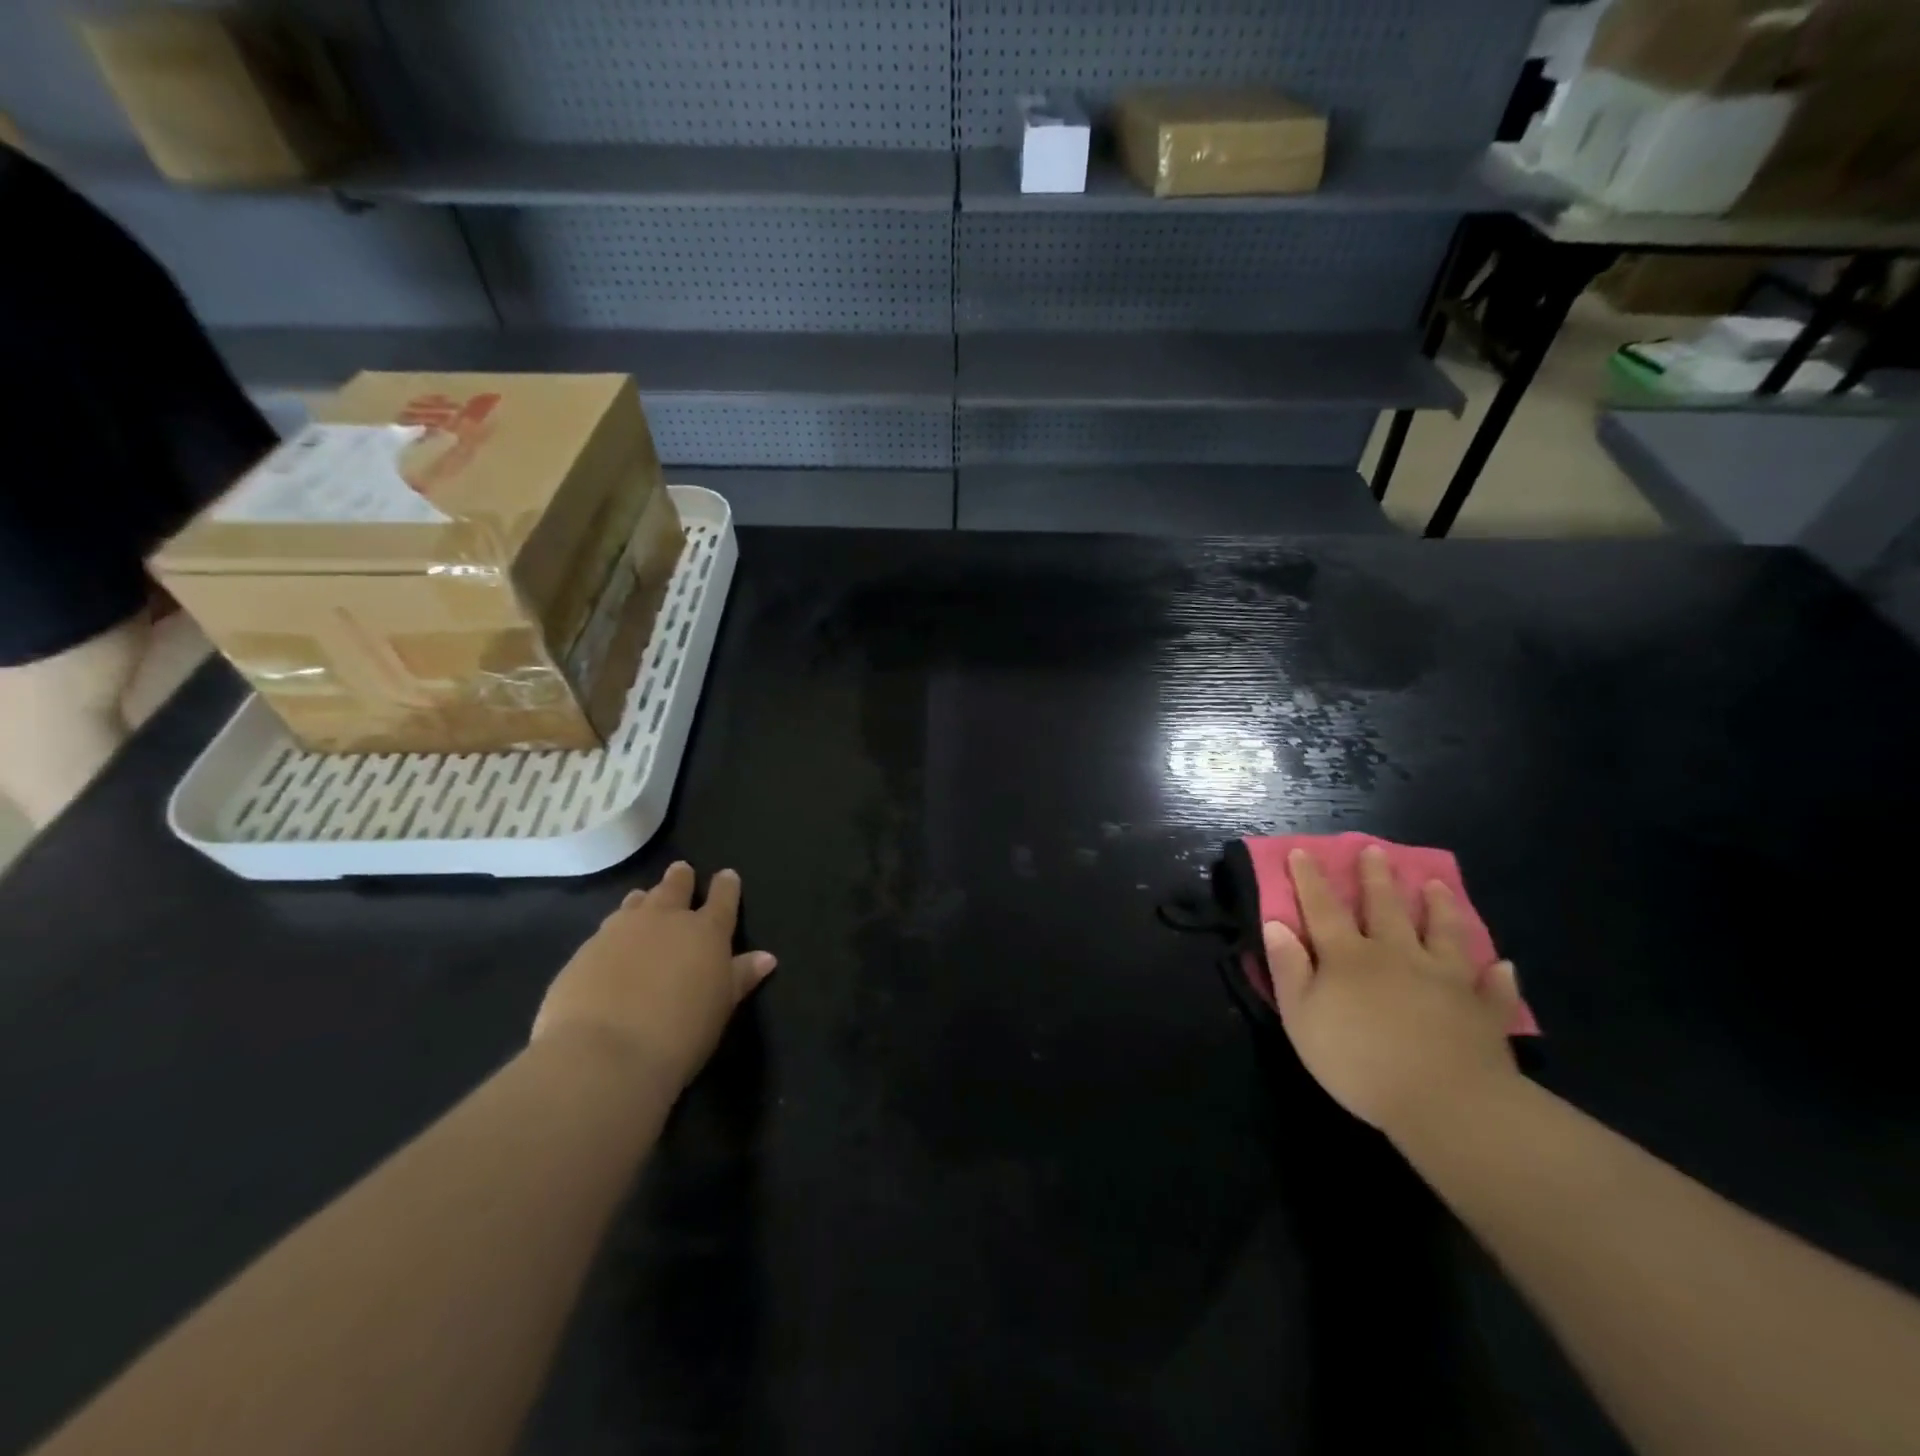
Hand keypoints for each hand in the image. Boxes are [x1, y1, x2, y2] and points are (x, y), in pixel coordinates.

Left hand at [532, 862, 777, 1093]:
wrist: (603, 1055)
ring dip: (645, 899)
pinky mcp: (585, 950)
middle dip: (681, 879)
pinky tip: (612, 943)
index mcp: (706, 932)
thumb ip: (740, 977)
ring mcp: (621, 930)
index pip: (722, 899)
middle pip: (675, 888)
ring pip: (637, 902)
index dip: (726, 886)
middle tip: (681, 871)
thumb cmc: (679, 1034)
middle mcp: (665, 920)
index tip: (727, 876)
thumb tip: (767, 957)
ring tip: (644, 898)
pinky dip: (615, 929)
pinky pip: (606, 929)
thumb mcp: (720, 1008)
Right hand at [1263, 845, 1520, 1134]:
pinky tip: (1502, 965)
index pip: (1323, 908)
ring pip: (1442, 933)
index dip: (1310, 879)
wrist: (1446, 1102)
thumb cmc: (1359, 1060)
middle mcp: (1397, 955)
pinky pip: (1492, 988)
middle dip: (1377, 878)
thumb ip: (1288, 968)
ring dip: (1438, 907)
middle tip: (1376, 851)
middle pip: (1385, 908)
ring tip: (1436, 885)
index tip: (1303, 851)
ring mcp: (1446, 979)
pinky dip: (1496, 976)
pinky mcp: (1483, 1011)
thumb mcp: (1302, 1016)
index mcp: (1349, 957)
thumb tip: (1276, 924)